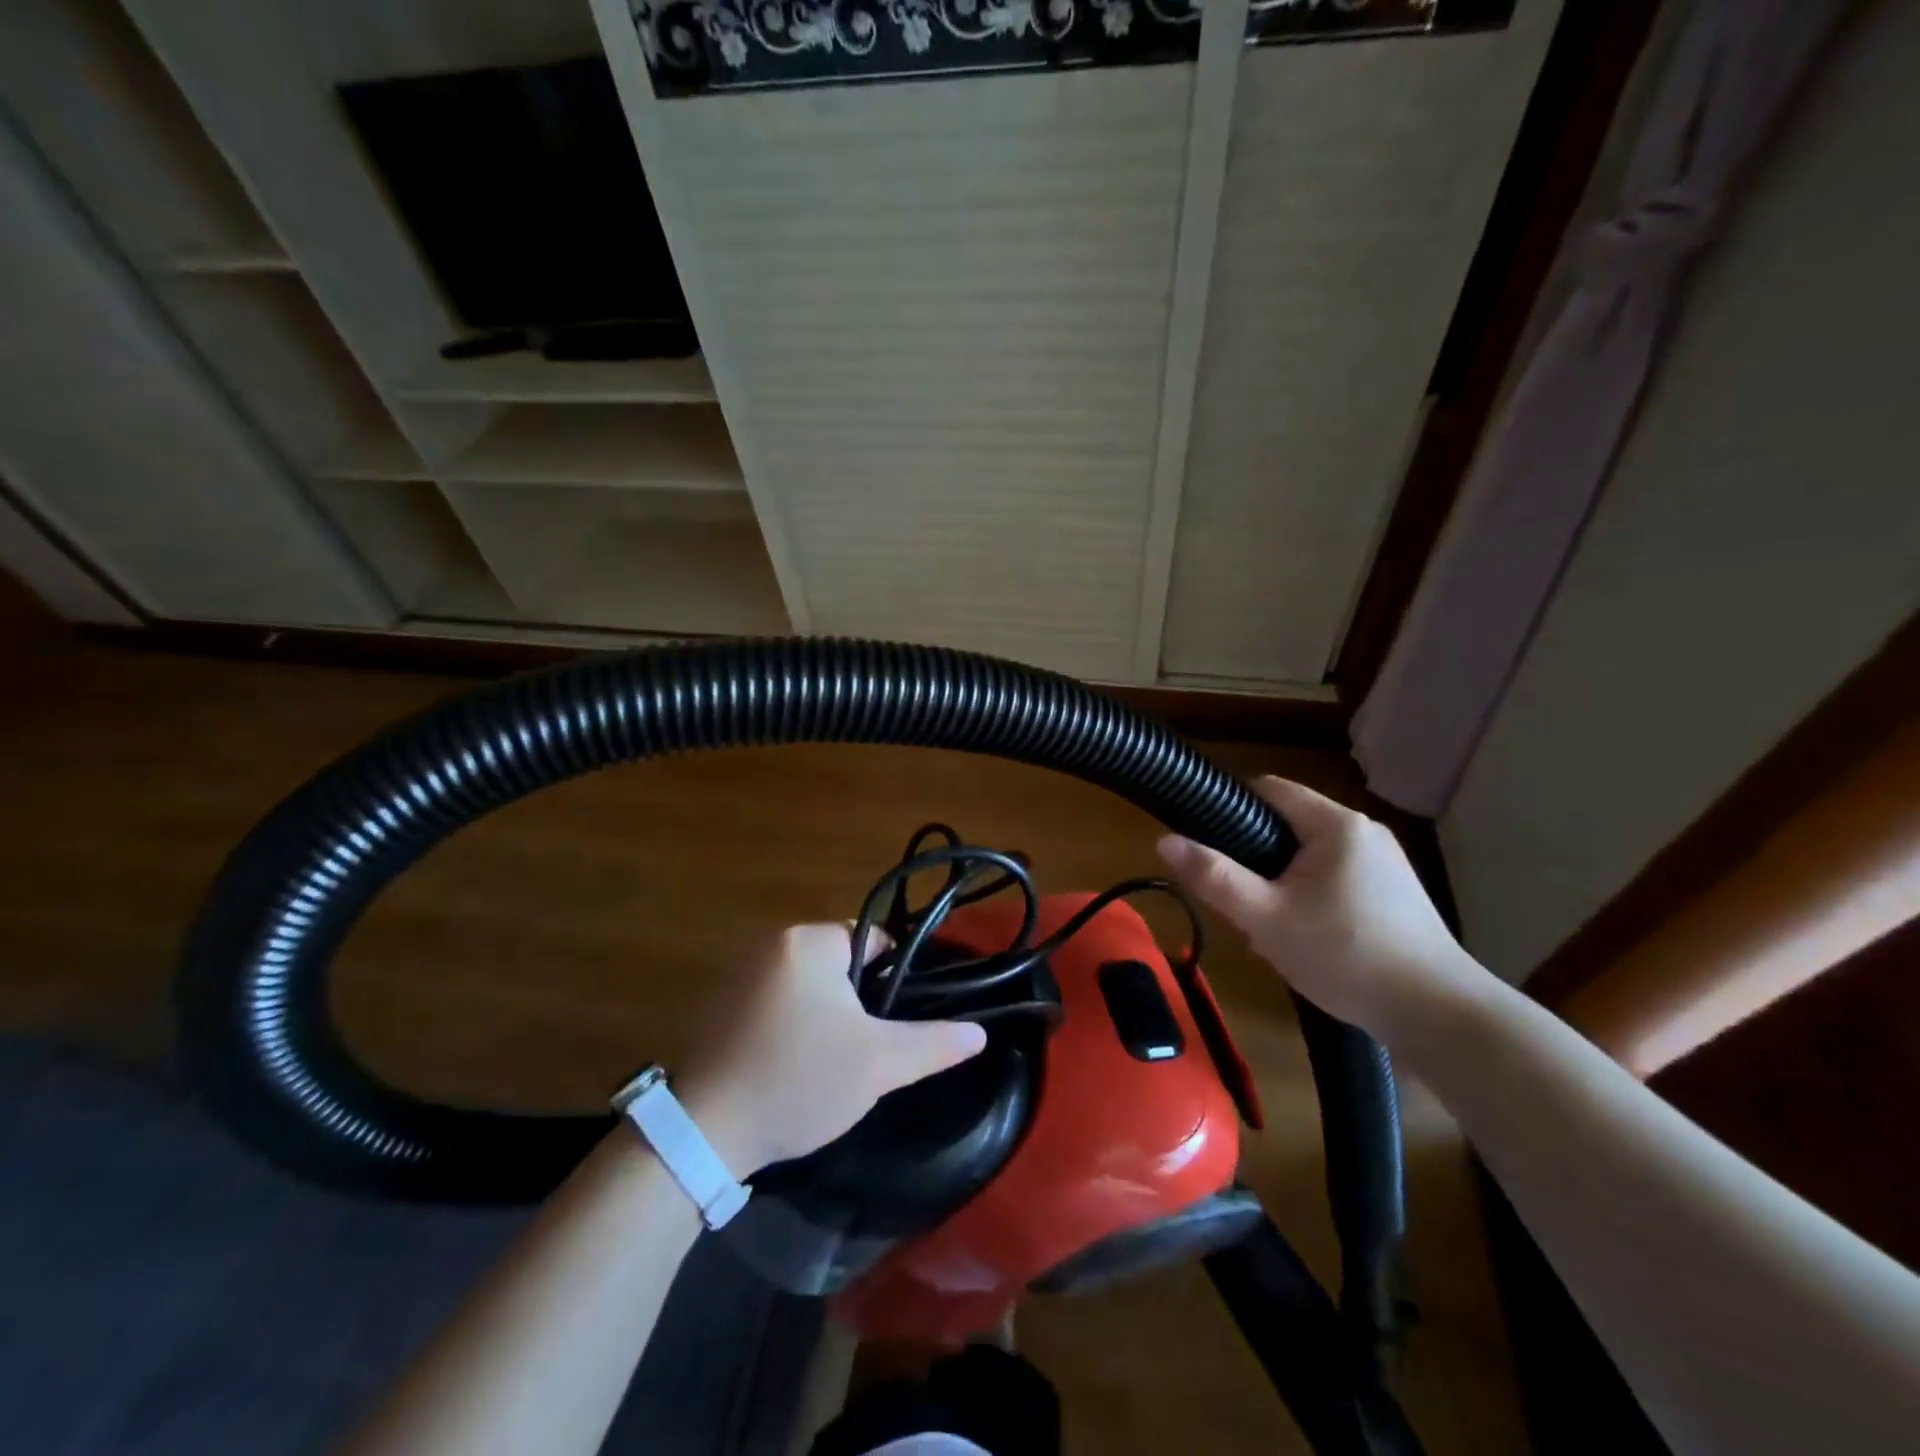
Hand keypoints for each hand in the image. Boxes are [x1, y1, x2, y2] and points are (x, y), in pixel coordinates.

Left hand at [679, 924, 986, 1175]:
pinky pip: (775, 1002)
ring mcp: (739, 972)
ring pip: (808, 986)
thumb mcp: (878, 1064)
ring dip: (825, 1016)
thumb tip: (978, 1033)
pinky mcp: (719, 1004)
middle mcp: (772, 943)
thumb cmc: (798, 1081)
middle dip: (858, 1003)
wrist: (702, 1132)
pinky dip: (791, 1025)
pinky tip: (790, 1068)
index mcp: (809, 941)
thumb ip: (933, 1043)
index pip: (873, 941)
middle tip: (863, 1051)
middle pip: (840, 963)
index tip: (891, 1025)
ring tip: (828, 1065)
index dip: (893, 981)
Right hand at [1156, 776, 1486, 1043]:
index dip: (1229, 808)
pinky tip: (1310, 939)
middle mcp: (1364, 831)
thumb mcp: (1266, 918)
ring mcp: (1386, 863)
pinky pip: (1337, 878)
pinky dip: (1312, 896)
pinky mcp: (1397, 894)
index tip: (1207, 844)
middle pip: (1288, 824)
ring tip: (1270, 926)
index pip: (1268, 788)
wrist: (1438, 1015)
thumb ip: (1213, 877)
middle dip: (1256, 858)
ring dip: (1283, 882)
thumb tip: (1164, 840)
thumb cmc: (1345, 955)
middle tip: (1239, 901)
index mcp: (1334, 824)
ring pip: (1311, 856)